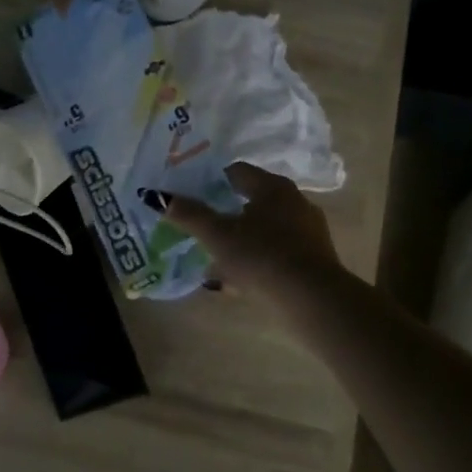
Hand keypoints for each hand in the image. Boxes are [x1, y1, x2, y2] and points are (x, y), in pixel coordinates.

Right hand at [156, 163, 344, 296]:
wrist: (313, 300)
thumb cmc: (262, 257)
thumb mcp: (218, 236)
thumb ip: (189, 215)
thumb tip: (156, 196)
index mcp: (272, 187)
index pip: (237, 172)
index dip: (212, 181)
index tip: (193, 196)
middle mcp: (295, 201)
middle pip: (252, 201)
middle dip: (227, 215)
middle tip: (203, 228)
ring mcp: (309, 231)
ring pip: (265, 229)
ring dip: (242, 241)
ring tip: (217, 260)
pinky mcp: (315, 259)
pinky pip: (278, 252)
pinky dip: (258, 260)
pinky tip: (241, 281)